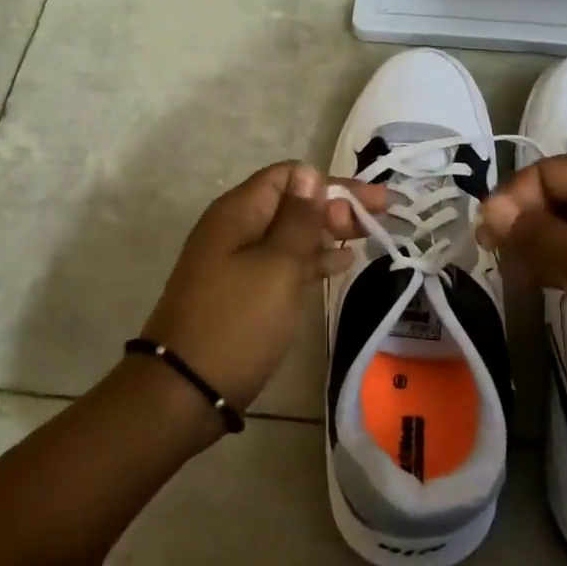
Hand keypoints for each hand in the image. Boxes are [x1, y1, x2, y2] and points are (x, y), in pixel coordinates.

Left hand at [142, 163, 389, 413]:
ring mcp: (237, 261)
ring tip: (370, 236)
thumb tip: (309, 174)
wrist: (185, 391)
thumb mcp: (277, 266)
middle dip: (336, 205)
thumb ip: (298, 219)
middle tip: (381, 217)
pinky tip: (343, 264)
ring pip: (291, 233)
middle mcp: (236, 228)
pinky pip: (283, 262)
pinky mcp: (243, 291)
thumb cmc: (237, 322)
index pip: (289, 175)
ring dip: (329, 232)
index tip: (367, 202)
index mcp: (239, 212)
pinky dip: (312, 259)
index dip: (330, 183)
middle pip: (293, 202)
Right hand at [478, 154, 566, 397]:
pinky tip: (551, 286)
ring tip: (518, 275)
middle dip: (526, 222)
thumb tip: (491, 212)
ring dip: (543, 245)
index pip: (549, 171)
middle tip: (495, 258)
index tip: (485, 236)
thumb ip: (537, 235)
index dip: (513, 198)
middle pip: (561, 196)